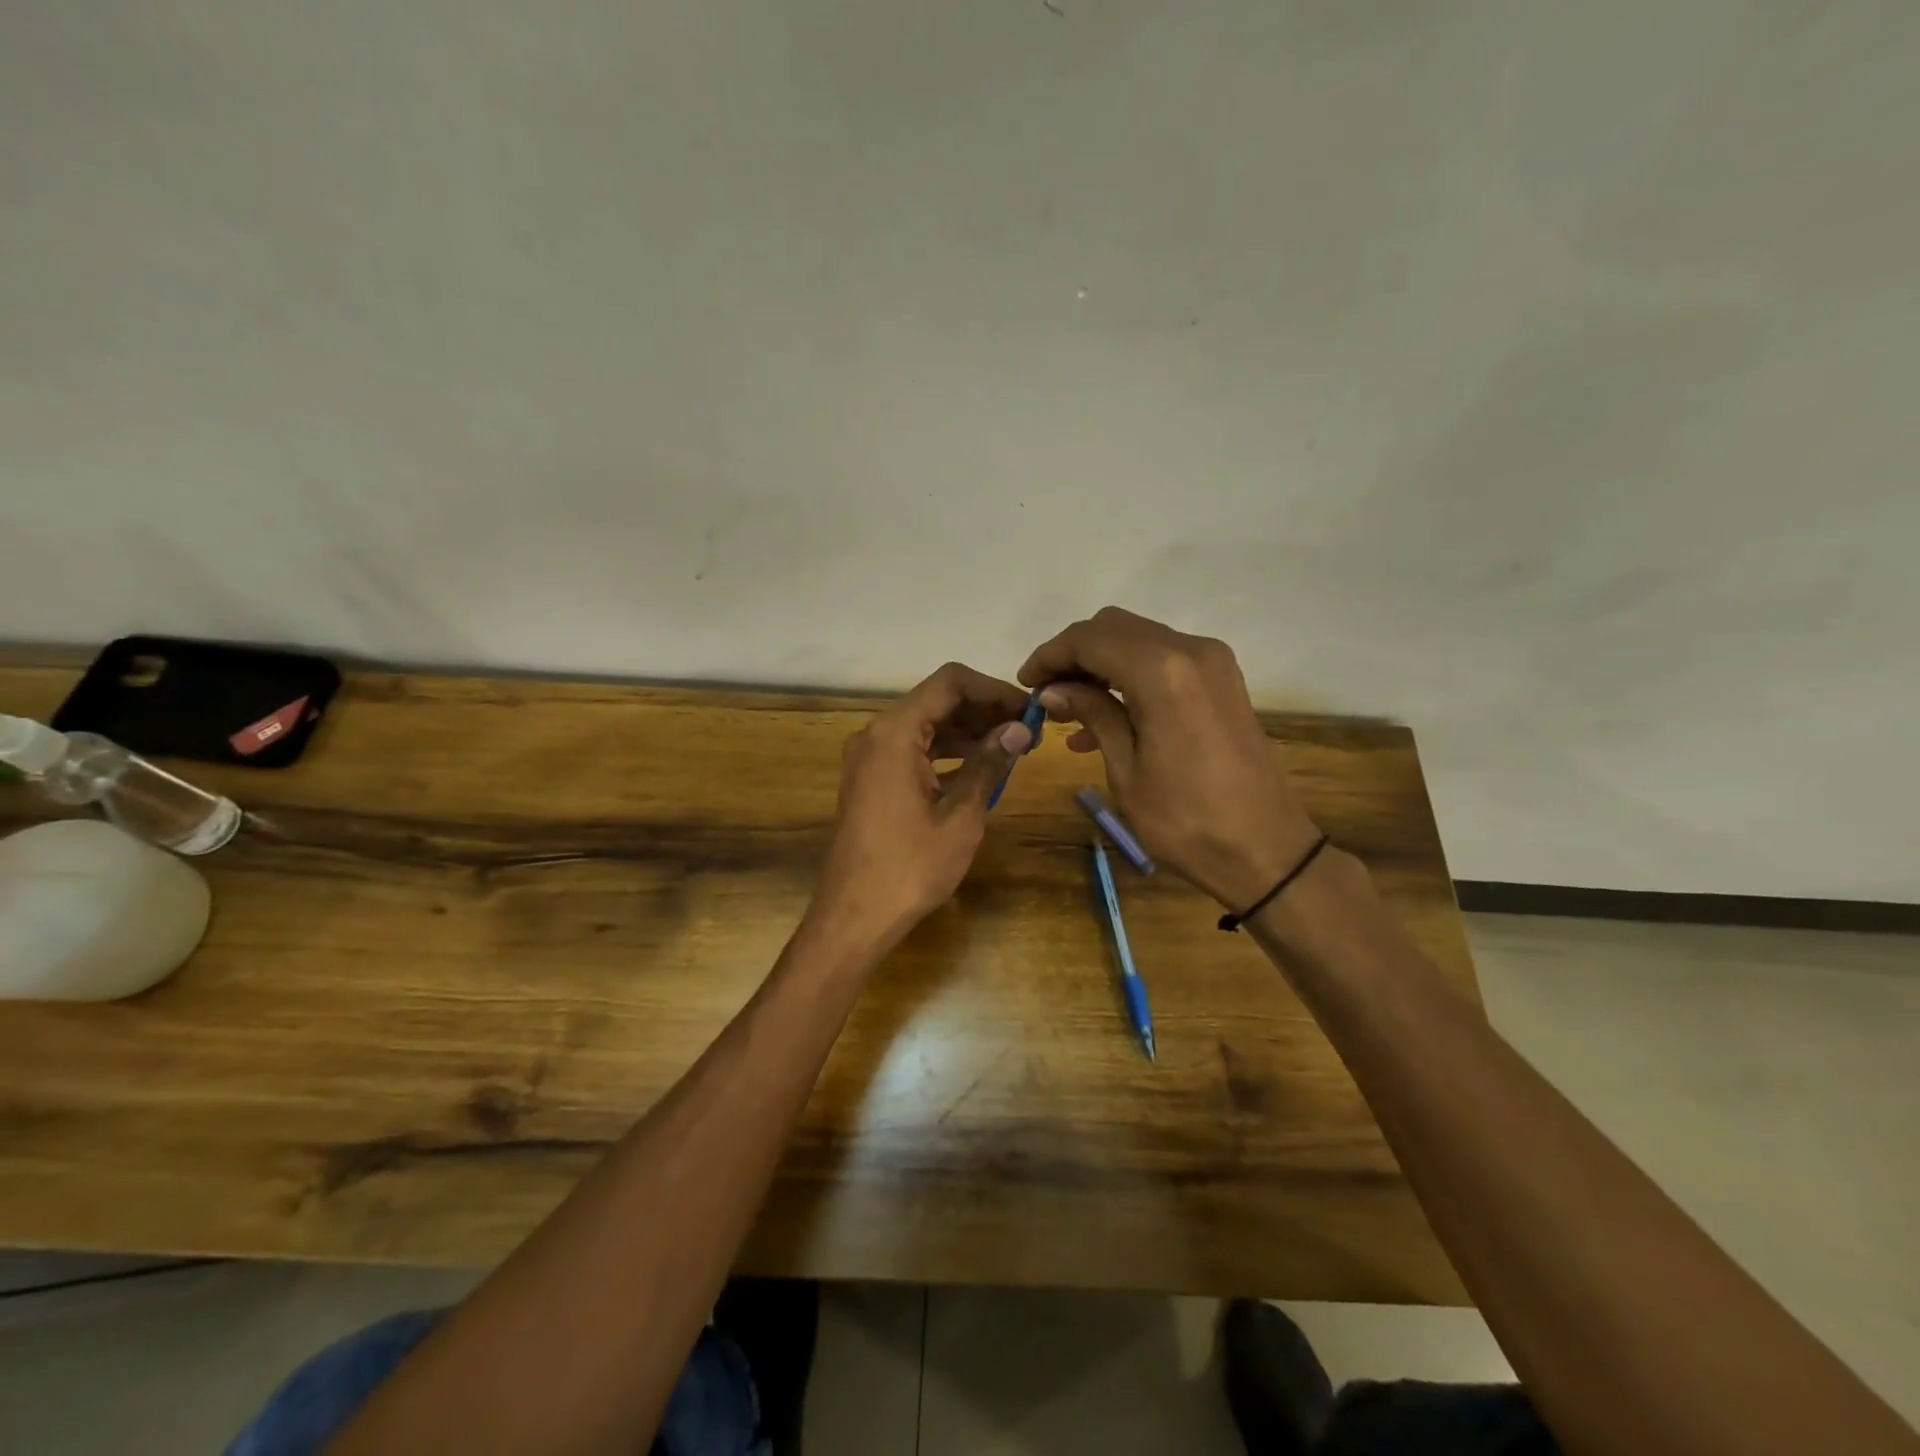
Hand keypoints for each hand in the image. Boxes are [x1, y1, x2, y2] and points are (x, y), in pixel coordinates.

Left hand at [809, 662, 1032, 953]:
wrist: (854, 916)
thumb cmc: (910, 867)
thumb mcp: (961, 815)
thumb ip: (989, 764)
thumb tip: (1019, 730)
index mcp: (895, 732)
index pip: (950, 683)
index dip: (994, 690)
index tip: (1028, 711)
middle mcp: (877, 734)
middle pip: (937, 701)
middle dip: (983, 711)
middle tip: (1027, 732)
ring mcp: (870, 757)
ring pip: (925, 726)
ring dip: (967, 732)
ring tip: (1011, 749)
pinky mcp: (870, 779)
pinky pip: (913, 750)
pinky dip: (946, 753)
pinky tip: (979, 769)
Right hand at [1019, 607, 1321, 910]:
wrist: (1265, 850)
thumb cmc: (1186, 820)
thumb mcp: (1126, 769)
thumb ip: (1092, 714)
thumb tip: (1053, 690)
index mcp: (1162, 671)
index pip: (1089, 639)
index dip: (1050, 655)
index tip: (1025, 682)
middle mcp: (1190, 651)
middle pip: (1114, 628)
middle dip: (1074, 655)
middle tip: (1046, 695)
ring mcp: (1212, 663)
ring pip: (1139, 641)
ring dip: (1100, 666)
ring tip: (1068, 712)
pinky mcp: (1221, 681)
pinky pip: (1163, 662)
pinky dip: (1129, 677)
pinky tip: (1103, 720)